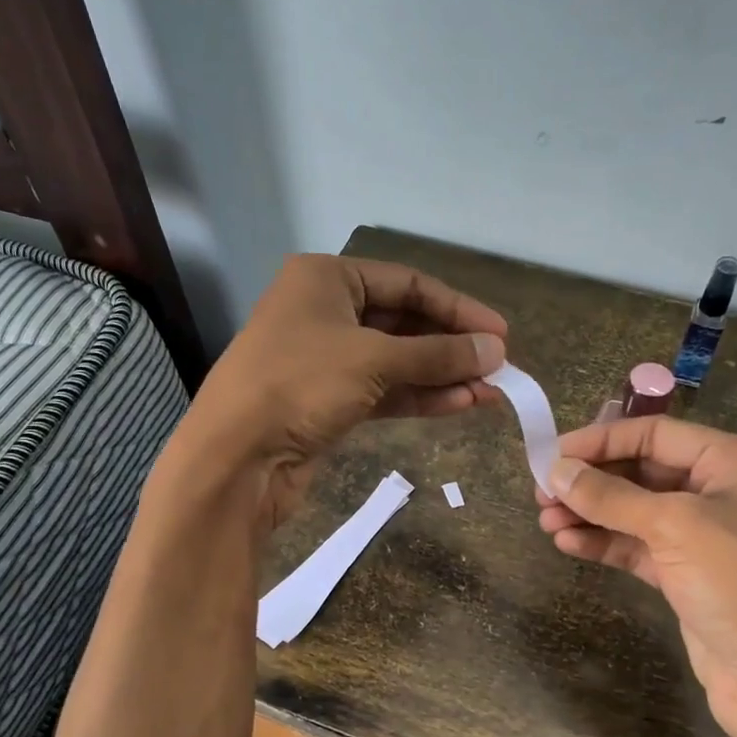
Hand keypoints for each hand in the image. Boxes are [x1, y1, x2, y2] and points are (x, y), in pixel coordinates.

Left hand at [180, 255, 507, 527]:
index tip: (500, 333)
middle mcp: (324, 312)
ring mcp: (324, 359)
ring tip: (492, 391)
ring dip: (442, 376)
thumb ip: (438, 355)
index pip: (407, 283)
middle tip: (499, 367)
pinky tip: (461, 404)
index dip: (457, 308)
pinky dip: (419, 397)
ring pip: (396, 361)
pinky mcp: (327, 401)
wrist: (236, 457)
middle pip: (403, 322)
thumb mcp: (374, 360)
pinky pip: (383, 390)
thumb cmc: (300, 384)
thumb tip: (496, 351)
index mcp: (326, 279)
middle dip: (451, 346)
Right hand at [538, 417, 736, 736]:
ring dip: (591, 513)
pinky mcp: (690, 576)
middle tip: (541, 492)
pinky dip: (605, 543)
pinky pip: (639, 547)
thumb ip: (611, 496)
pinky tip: (568, 543)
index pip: (656, 434)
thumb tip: (556, 471)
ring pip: (636, 512)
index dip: (601, 441)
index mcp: (735, 461)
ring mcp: (706, 537)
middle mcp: (722, 491)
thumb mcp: (674, 527)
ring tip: (545, 520)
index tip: (551, 455)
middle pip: (643, 471)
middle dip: (592, 480)